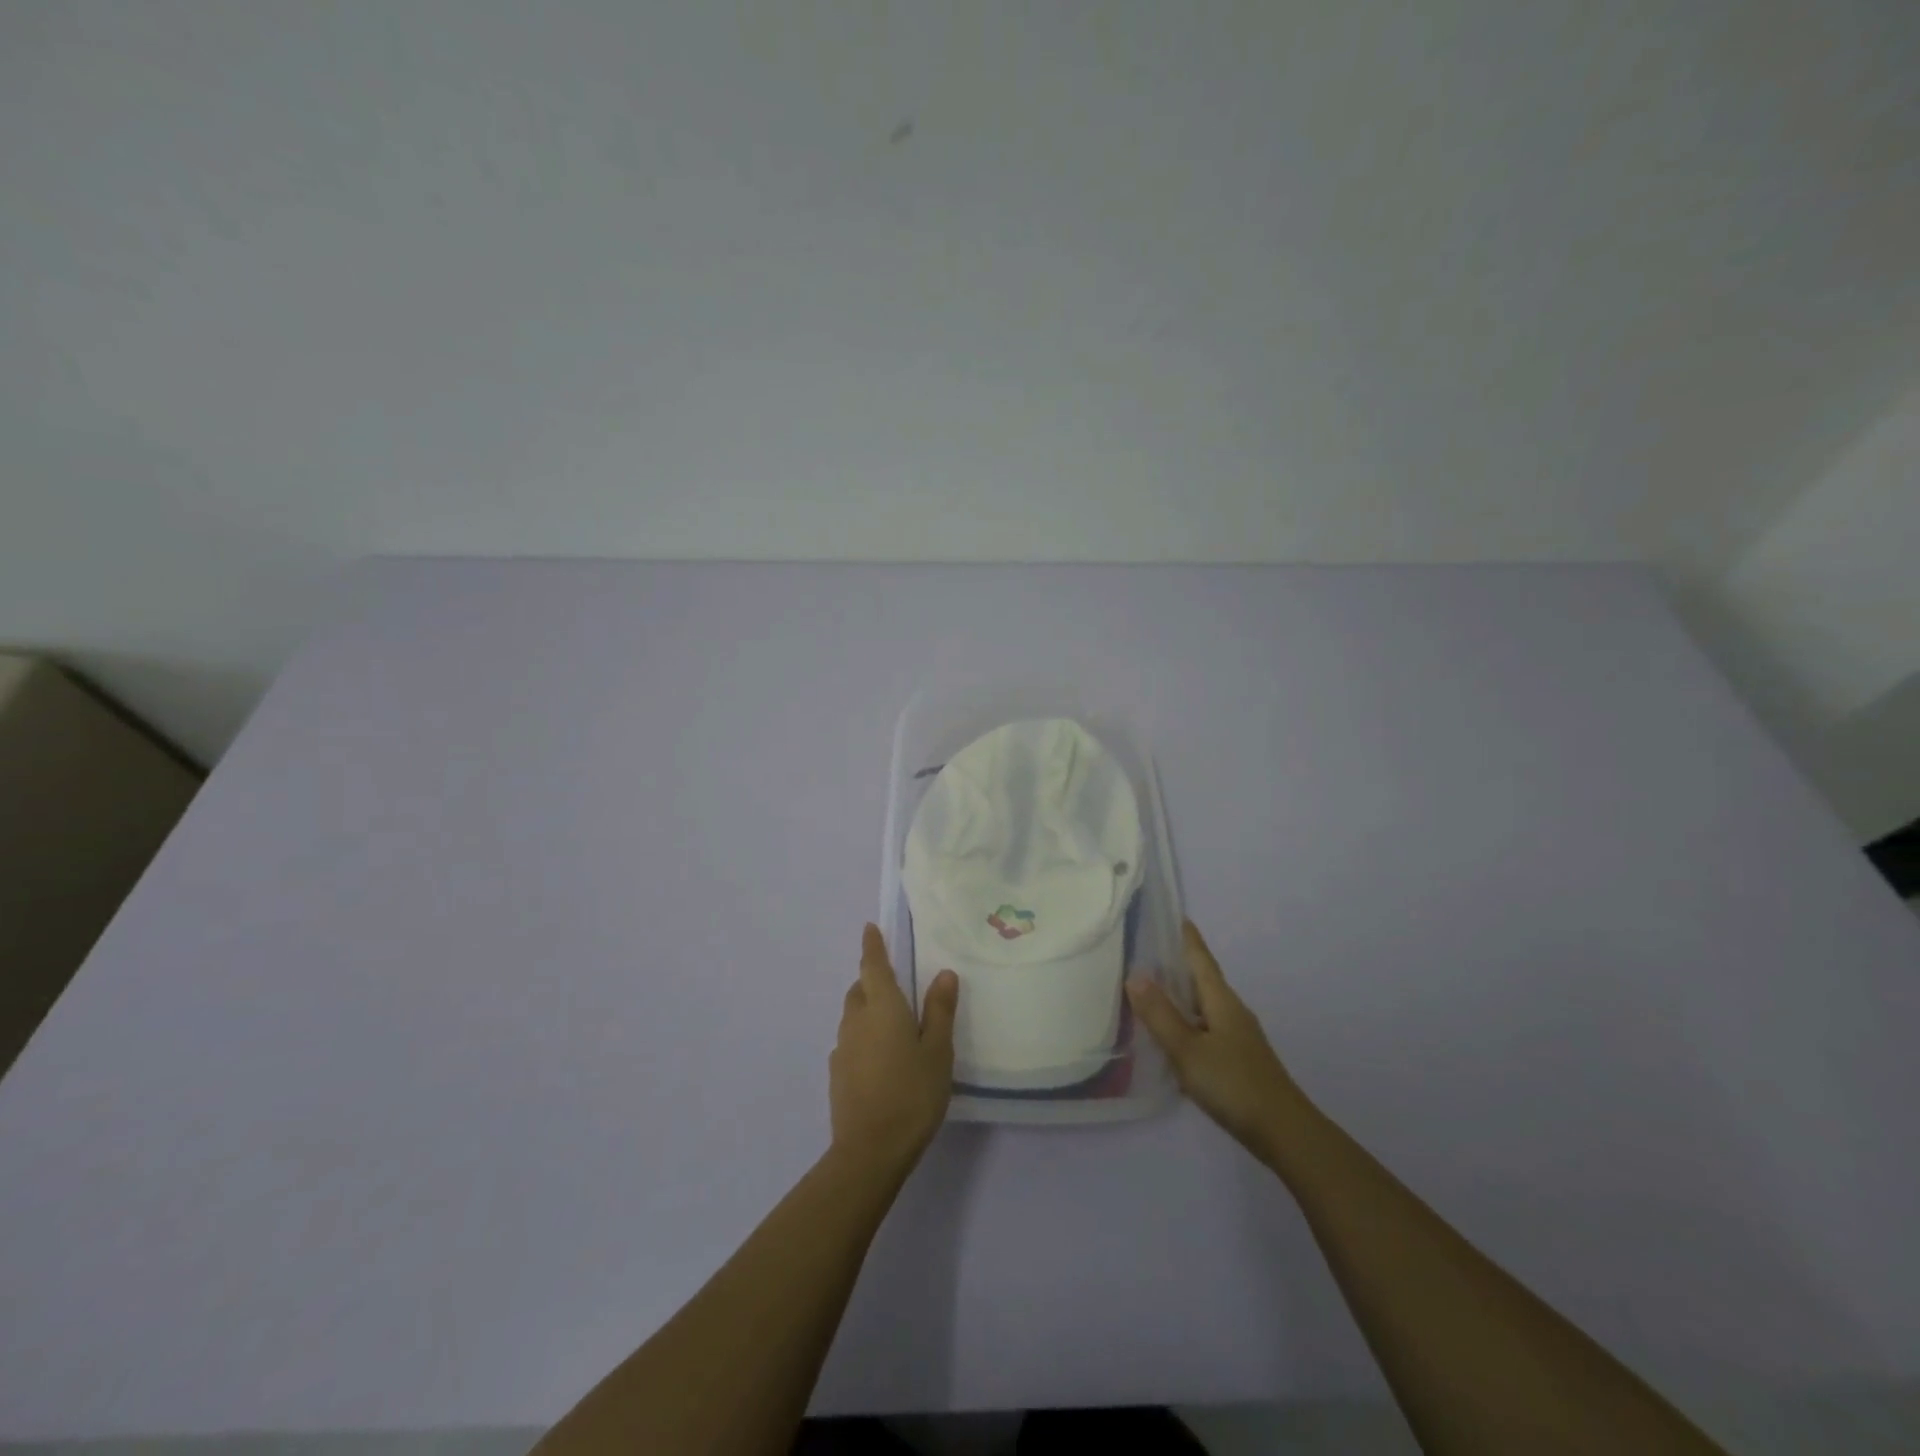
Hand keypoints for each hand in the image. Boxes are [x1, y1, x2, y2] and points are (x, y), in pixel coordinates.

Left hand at [829, 925, 958, 1175]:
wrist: (869, 1150)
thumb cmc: (912, 1093)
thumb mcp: (938, 1050)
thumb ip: (940, 1010)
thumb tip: (944, 973)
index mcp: (882, 1007)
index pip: (873, 965)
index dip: (872, 946)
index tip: (869, 928)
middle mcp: (856, 1020)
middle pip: (859, 989)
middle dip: (871, 980)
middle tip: (892, 982)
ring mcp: (842, 1047)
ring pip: (852, 1015)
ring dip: (866, 1009)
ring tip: (890, 1022)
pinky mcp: (836, 1073)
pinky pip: (850, 1041)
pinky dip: (862, 1037)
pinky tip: (878, 1057)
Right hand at [1128, 920, 1313, 1159]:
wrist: (1284, 1133)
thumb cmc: (1233, 1083)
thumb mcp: (1188, 1049)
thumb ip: (1160, 1014)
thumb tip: (1134, 974)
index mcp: (1221, 1001)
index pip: (1201, 959)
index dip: (1188, 938)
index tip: (1176, 915)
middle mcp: (1232, 1011)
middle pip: (1203, 980)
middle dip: (1179, 964)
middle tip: (1148, 950)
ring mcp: (1238, 1037)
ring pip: (1204, 1006)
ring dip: (1181, 995)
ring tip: (1151, 989)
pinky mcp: (1238, 1060)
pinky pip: (1205, 1028)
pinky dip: (1186, 1022)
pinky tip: (1171, 1035)